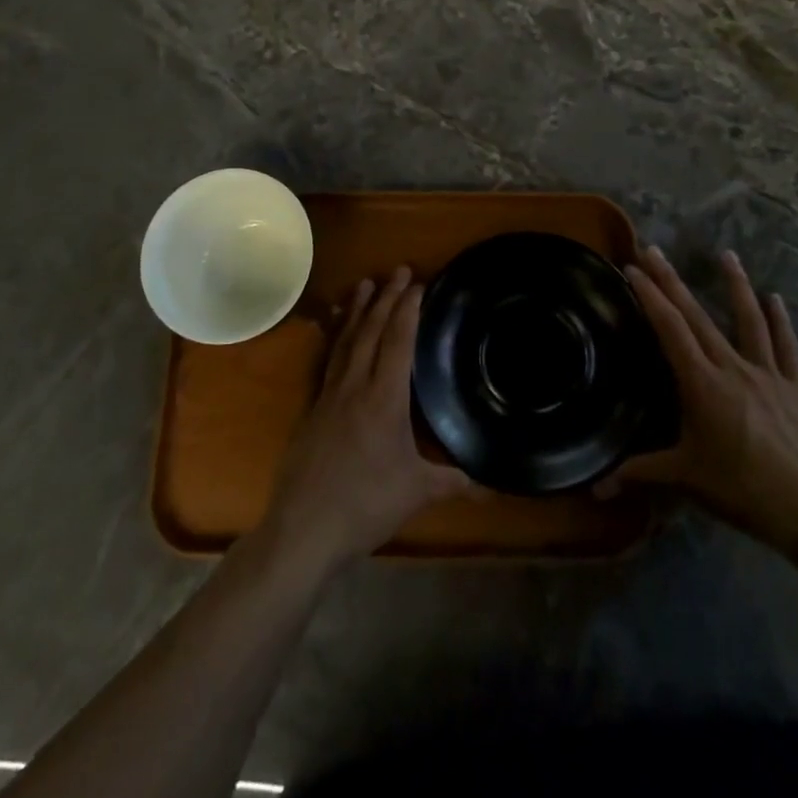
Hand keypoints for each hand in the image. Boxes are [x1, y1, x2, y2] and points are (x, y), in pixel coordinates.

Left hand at [262, 268, 471, 571]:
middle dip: (386, 298)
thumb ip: (455, 481)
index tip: (418, 284)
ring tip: (364, 283)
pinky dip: (336, 337)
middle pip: (371, 330)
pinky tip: (336, 330)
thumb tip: (493, 485)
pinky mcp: (313, 408)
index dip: (408, 309)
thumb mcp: (417, 492)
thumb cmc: (365, 505)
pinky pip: (328, 360)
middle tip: (398, 270)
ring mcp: (329, 394)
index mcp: (384, 397)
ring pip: (346, 340)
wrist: (304, 528)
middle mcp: (355, 385)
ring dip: (357, 309)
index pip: (398, 340)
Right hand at [612, 246, 797, 556]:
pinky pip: (786, 347)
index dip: (650, 296)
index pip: (670, 330)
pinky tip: (775, 299)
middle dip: (672, 280)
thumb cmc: (743, 490)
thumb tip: (595, 488)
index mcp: (702, 384)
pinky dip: (780, 321)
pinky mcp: (795, 387)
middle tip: (654, 249)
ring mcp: (768, 374)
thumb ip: (641, 473)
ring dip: (735, 285)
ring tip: (726, 255)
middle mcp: (733, 368)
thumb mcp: (687, 479)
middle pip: (698, 316)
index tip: (633, 268)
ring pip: (749, 320)